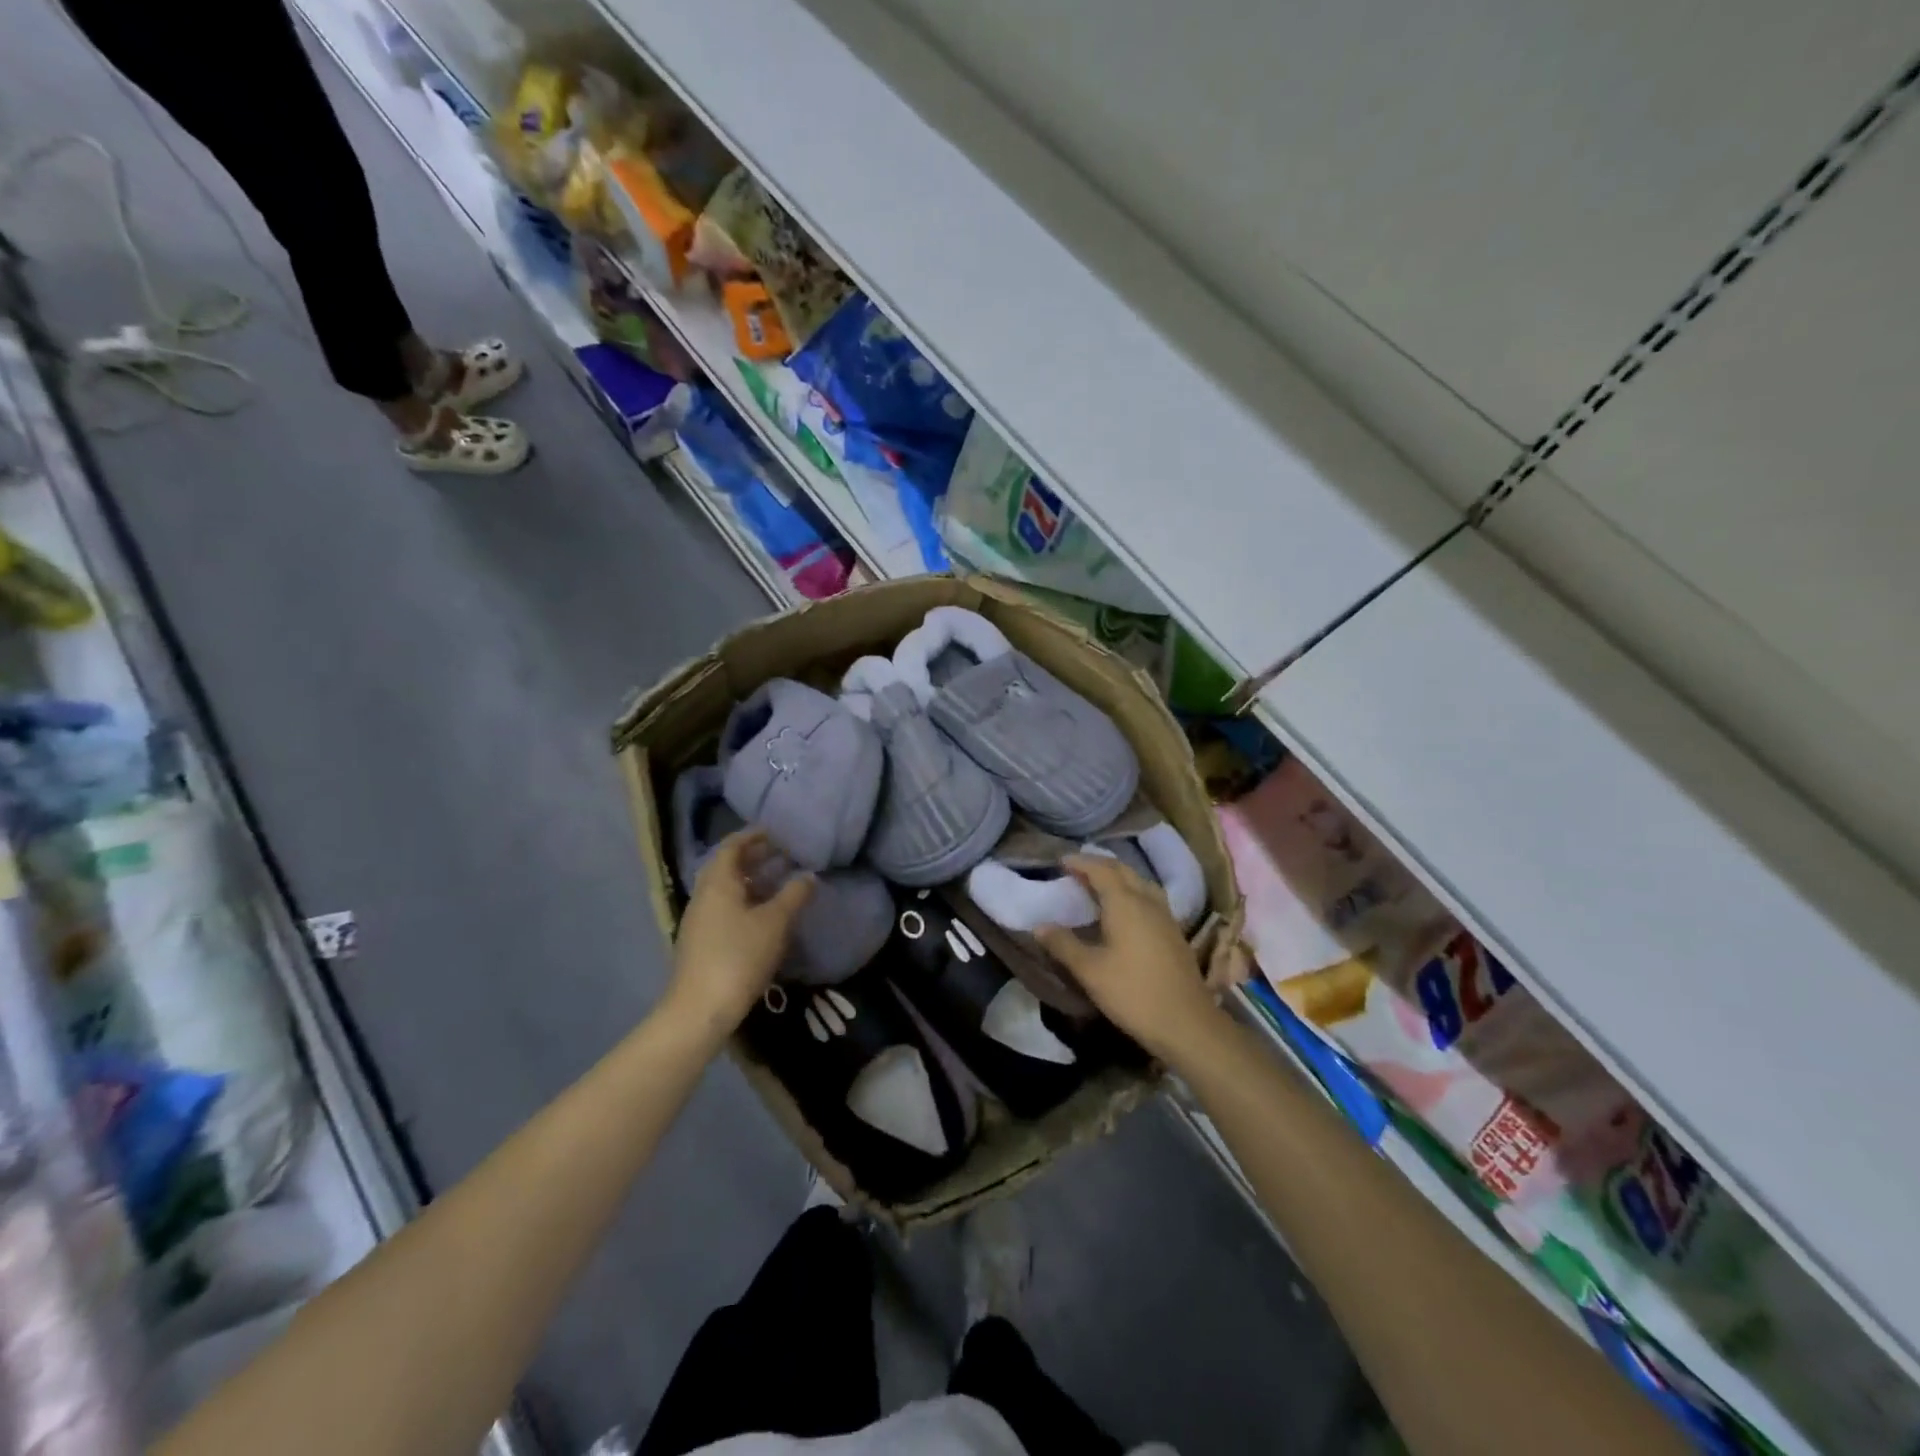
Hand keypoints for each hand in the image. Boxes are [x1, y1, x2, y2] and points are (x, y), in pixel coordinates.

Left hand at [669, 830, 813, 1035]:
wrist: (700, 1010)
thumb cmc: (738, 956)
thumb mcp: (775, 923)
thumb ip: (794, 895)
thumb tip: (809, 875)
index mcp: (717, 883)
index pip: (732, 846)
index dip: (753, 836)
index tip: (777, 832)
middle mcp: (704, 895)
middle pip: (728, 866)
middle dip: (755, 857)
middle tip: (784, 854)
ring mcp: (699, 920)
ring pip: (727, 889)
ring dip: (752, 881)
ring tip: (780, 882)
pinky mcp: (702, 942)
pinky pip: (725, 909)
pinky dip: (746, 901)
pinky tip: (765, 915)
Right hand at [1034, 855, 1224, 1062]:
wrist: (1187, 1023)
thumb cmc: (1133, 993)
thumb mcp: (1090, 971)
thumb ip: (1063, 945)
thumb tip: (1039, 926)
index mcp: (1125, 903)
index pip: (1101, 870)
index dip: (1080, 862)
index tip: (1061, 861)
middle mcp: (1147, 901)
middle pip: (1123, 871)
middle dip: (1099, 865)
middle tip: (1077, 870)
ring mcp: (1165, 916)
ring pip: (1140, 882)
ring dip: (1118, 877)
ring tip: (1099, 886)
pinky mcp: (1174, 932)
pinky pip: (1150, 897)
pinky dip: (1132, 892)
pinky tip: (1125, 910)